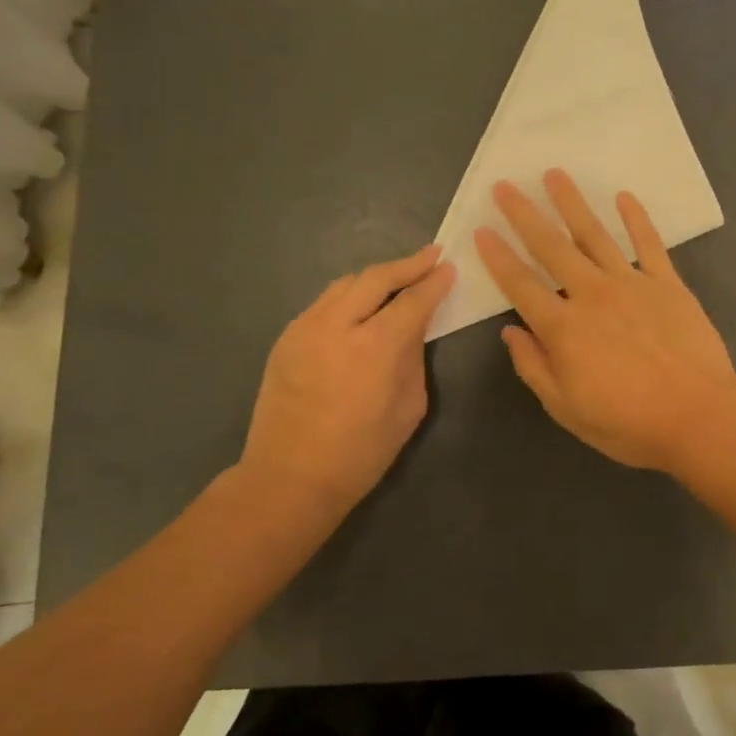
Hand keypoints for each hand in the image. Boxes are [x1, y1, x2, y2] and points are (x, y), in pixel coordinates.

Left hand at [235, 245, 455, 511]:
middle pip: (376, 277)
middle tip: (431, 256)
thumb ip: (413, 358)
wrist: (289, 479)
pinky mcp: (286, 338)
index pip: (412, 300)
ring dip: (376, 277)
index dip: (434, 282)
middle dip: (407, 264)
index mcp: (375, 347)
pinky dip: (349, 296)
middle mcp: (337, 325)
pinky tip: (361, 307)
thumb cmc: (361, 453)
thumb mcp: (408, 408)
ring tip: (397, 278)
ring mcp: (305, 328)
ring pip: (345, 284)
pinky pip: (323, 303)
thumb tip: (414, 328)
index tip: (449, 268)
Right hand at [474, 170, 735, 471]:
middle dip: (524, 214)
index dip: (497, 257)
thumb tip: (510, 332)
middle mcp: (592, 295)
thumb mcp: (567, 409)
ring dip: (572, 203)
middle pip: (552, 247)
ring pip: (595, 235)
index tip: (480, 230)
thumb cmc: (629, 423)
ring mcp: (632, 284)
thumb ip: (534, 367)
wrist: (699, 417)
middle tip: (505, 185)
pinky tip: (624, 196)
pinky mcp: (667, 284)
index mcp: (564, 328)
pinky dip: (637, 219)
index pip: (520, 285)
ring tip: (555, 174)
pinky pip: (649, 244)